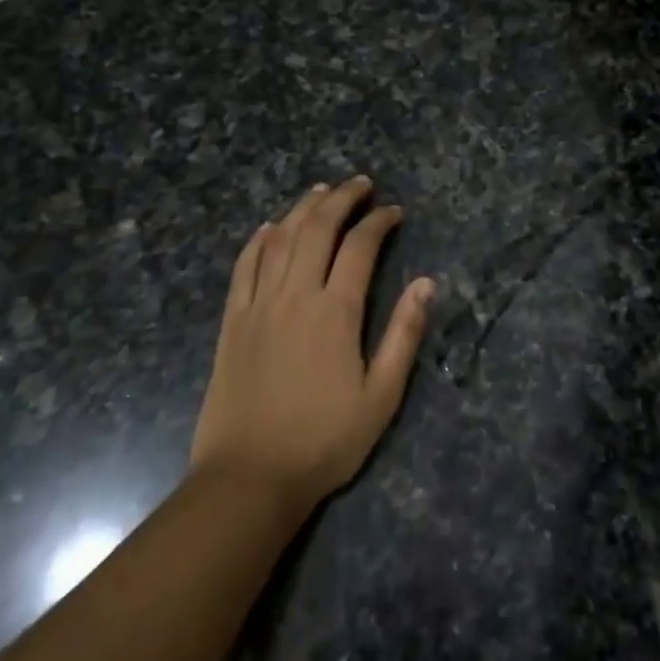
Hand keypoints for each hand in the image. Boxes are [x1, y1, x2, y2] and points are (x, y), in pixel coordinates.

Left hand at [190, 177, 434, 511]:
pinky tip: (270, 227)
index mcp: (335, 312)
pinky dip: (259, 240)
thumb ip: (404, 335)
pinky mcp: (232, 321)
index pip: (360, 247)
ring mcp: (258, 305)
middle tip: (360, 184)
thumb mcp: (381, 397)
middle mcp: (295, 295)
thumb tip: (427, 283)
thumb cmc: (324, 441)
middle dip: (341, 199)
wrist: (250, 477)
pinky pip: (244, 266)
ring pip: (281, 239)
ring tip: (321, 190)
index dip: (379, 222)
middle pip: (317, 229)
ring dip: (303, 208)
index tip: (394, 212)